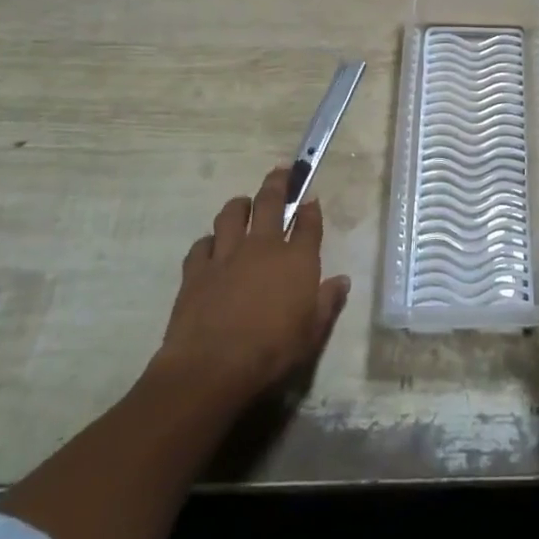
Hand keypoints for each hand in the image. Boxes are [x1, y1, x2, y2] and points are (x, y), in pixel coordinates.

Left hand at [149, 165, 350, 411]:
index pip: (309, 223)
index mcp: (297, 259)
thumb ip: (328, 303)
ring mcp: (227, 255)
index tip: (310, 199)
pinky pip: (202, 244)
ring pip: (231, 215)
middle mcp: (263, 246)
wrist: (212, 367)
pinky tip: (211, 246)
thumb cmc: (272, 351)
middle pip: (270, 202)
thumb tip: (342, 281)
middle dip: (278, 183)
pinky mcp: (196, 271)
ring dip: (239, 205)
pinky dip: (208, 241)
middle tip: (281, 171)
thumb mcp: (312, 333)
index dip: (311, 209)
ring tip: (243, 203)